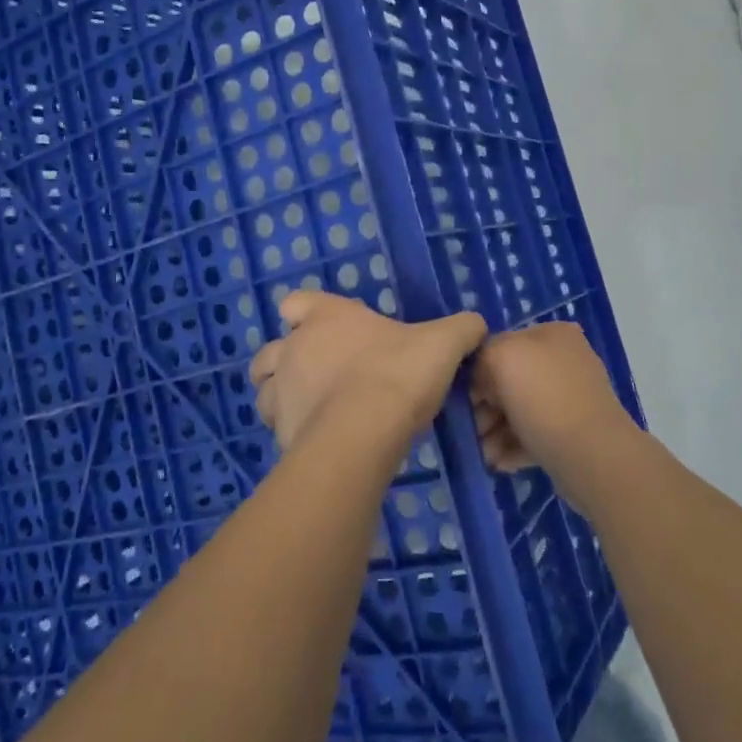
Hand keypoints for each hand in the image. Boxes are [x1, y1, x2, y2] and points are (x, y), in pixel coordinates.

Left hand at [249, 291, 485, 456]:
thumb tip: (476, 324)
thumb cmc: (399, 373)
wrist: (364, 432)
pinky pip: (279, 427)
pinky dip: (294, 430)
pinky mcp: (280, 430)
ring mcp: (281, 390)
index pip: (296, 302)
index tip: (328, 328)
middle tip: (322, 376)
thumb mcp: (443, 344)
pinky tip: (321, 439)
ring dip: (283, 396)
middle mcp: (293, 348)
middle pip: (272, 349)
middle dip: (288, 360)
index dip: (307, 312)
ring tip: (315, 410)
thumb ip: (461, 329)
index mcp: (326, 316)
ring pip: (266, 389)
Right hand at [469, 323, 639, 505]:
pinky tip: (499, 462)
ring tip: (484, 453)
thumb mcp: (501, 358)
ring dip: (496, 431)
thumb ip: (482, 356)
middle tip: (471, 430)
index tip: (463, 397)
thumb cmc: (543, 398)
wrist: (592, 455)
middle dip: (486, 406)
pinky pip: (535, 434)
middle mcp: (565, 360)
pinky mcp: (574, 432)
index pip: (501, 343)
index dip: (478, 370)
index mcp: (552, 334)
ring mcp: (572, 397)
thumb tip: (483, 379)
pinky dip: (514, 447)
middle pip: (510, 379)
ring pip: (520, 409)